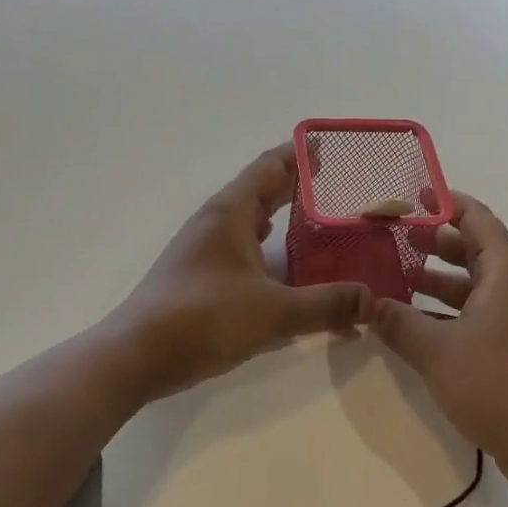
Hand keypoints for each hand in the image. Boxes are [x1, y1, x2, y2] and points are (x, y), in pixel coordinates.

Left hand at [113, 145, 371, 400]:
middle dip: (297, 185)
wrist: (134, 356)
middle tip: (339, 186)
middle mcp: (216, 221)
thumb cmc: (202, 319)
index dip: (300, 154)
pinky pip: (242, 245)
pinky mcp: (200, 274)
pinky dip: (268, 245)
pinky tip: (286, 265)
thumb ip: (326, 305)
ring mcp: (204, 248)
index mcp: (230, 212)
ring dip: (282, 215)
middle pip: (261, 189)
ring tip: (320, 221)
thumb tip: (372, 299)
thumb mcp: (273, 313)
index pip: (270, 166)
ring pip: (250, 219)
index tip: (332, 149)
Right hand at [370, 196, 507, 498]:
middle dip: (436, 241)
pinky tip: (418, 324)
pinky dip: (448, 311)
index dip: (447, 203)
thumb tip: (368, 304)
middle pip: (475, 250)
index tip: (414, 196)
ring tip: (399, 277)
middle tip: (397, 238)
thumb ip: (399, 323)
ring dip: (439, 280)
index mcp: (505, 273)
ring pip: (474, 285)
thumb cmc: (498, 384)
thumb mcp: (438, 352)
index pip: (477, 219)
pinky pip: (476, 314)